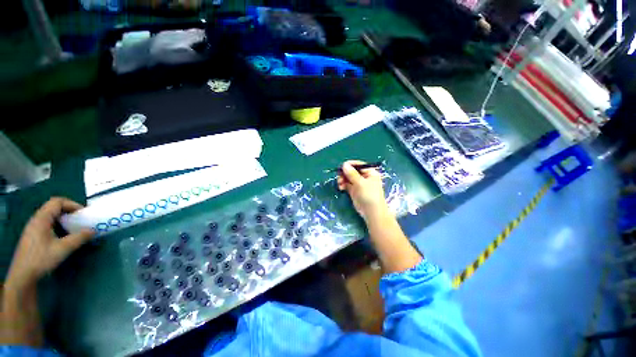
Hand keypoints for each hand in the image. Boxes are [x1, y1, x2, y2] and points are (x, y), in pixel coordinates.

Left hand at [6, 197, 93, 288]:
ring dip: (63, 218)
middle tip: (80, 219)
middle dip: (68, 210)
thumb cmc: (42, 258)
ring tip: (73, 227)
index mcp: (42, 218)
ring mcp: (33, 227)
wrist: (23, 274)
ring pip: (49, 215)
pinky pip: (46, 223)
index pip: (57, 202)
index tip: (82, 213)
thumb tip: (94, 230)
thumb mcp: (63, 248)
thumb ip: (79, 238)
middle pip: (53, 207)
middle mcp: (36, 219)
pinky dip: (57, 224)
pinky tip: (61, 235)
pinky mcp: (32, 235)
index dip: (71, 204)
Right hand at [337, 160, 388, 220]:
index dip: (349, 165)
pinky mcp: (354, 190)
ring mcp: (359, 184)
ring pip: (348, 178)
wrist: (372, 212)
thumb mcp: (360, 183)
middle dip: (344, 173)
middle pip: (352, 171)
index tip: (341, 167)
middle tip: (339, 176)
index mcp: (369, 172)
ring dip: (342, 179)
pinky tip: (341, 188)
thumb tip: (344, 164)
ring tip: (339, 183)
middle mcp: (364, 177)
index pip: (358, 165)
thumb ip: (351, 173)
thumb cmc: (369, 195)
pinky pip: (347, 184)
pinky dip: (343, 185)